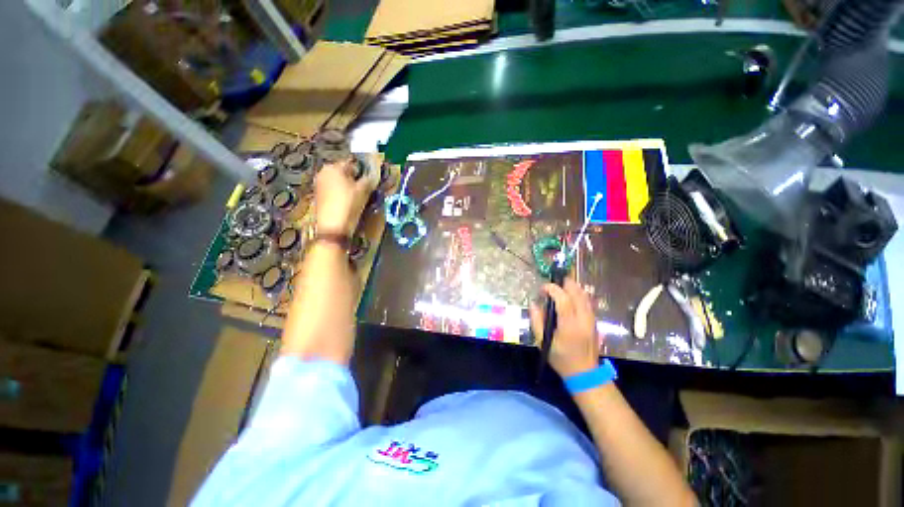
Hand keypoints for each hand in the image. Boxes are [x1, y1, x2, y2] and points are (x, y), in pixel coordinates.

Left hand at [314, 158, 377, 234]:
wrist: (333, 226)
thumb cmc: (349, 204)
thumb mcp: (364, 190)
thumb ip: (369, 178)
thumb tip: (373, 173)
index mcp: (334, 166)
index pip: (352, 163)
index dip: (363, 171)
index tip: (370, 181)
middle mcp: (323, 171)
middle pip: (344, 171)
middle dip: (354, 178)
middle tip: (364, 190)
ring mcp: (319, 183)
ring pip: (338, 181)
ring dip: (348, 186)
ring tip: (357, 197)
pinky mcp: (318, 194)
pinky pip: (333, 189)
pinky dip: (340, 193)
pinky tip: (347, 202)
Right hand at [530, 277, 600, 377]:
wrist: (585, 374)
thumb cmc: (561, 359)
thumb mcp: (543, 342)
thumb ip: (537, 321)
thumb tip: (533, 304)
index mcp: (569, 326)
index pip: (563, 299)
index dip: (553, 289)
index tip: (543, 288)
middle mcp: (583, 320)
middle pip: (577, 294)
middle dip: (565, 284)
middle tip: (553, 283)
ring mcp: (591, 320)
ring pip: (585, 296)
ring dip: (573, 287)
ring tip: (561, 286)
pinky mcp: (595, 322)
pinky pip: (588, 302)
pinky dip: (579, 294)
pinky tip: (572, 295)